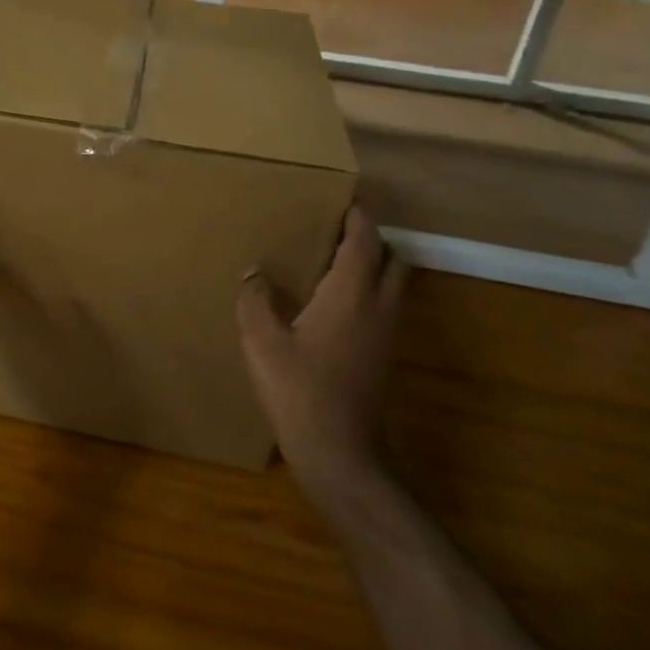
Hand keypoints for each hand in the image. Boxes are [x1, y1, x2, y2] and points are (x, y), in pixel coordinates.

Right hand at [237, 206, 407, 482]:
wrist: (338, 452)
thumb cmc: (298, 390)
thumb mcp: (261, 341)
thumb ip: (255, 299)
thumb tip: (255, 272)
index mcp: (351, 294)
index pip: (365, 240)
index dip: (358, 216)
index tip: (342, 197)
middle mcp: (379, 307)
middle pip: (392, 258)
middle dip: (371, 238)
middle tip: (336, 231)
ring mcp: (388, 333)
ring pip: (394, 283)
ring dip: (374, 264)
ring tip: (334, 261)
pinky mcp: (385, 354)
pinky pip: (387, 305)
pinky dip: (371, 290)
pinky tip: (334, 302)